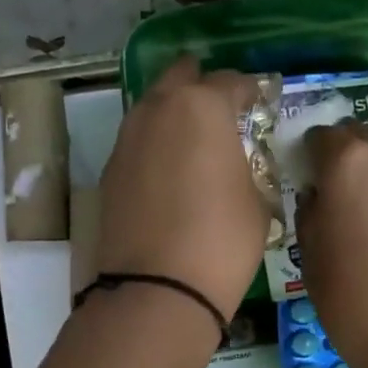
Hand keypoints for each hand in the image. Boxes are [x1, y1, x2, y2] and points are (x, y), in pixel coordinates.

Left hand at [95, 56, 267, 321]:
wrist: (158, 288)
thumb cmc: (223, 241)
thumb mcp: (258, 202)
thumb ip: (248, 168)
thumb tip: (237, 165)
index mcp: (202, 106)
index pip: (231, 81)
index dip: (249, 93)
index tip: (258, 106)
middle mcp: (158, 110)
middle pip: (180, 78)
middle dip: (201, 86)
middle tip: (220, 109)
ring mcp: (127, 139)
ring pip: (152, 108)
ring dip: (173, 114)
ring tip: (193, 140)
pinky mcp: (109, 171)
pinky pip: (138, 143)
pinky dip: (154, 146)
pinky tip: (168, 171)